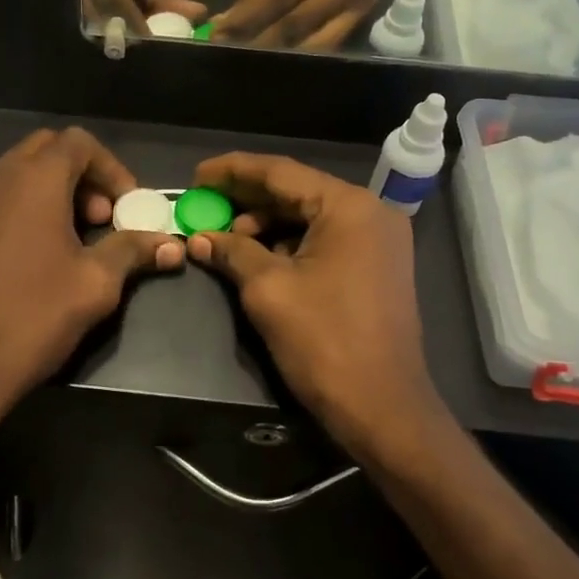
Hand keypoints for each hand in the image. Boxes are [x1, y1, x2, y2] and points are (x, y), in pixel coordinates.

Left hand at [0, 128, 184, 456]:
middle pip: (45, 150)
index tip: (126, 207)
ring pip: (16, 174)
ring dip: (50, 192)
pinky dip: (21, 209)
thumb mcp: (96, 283)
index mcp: (34, 180)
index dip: (111, 168)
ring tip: (70, 240)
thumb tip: (174, 244)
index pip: (79, 142)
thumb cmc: (35, 315)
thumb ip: (133, 250)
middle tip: (100, 218)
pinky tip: (32, 256)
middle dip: (81, 176)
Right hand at [185, 154, 441, 458]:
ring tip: (224, 240)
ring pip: (309, 218)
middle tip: (204, 205)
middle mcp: (369, 212)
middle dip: (247, 200)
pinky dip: (289, 245)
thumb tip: (199, 237)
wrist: (382, 407)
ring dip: (266, 226)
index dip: (233, 171)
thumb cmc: (324, 341)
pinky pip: (325, 241)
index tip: (196, 176)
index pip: (281, 173)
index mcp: (348, 207)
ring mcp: (378, 241)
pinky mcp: (376, 267)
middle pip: (297, 192)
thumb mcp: (268, 290)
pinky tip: (256, 257)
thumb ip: (232, 252)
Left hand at [210, 0, 381, 49]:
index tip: (222, 36)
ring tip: (252, 64)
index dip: (251, 17)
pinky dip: (301, 55)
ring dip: (280, 55)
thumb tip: (227, 23)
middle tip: (232, 57)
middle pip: (299, 20)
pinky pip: (330, 45)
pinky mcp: (364, 15)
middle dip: (261, 41)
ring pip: (316, 41)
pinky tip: (280, 61)